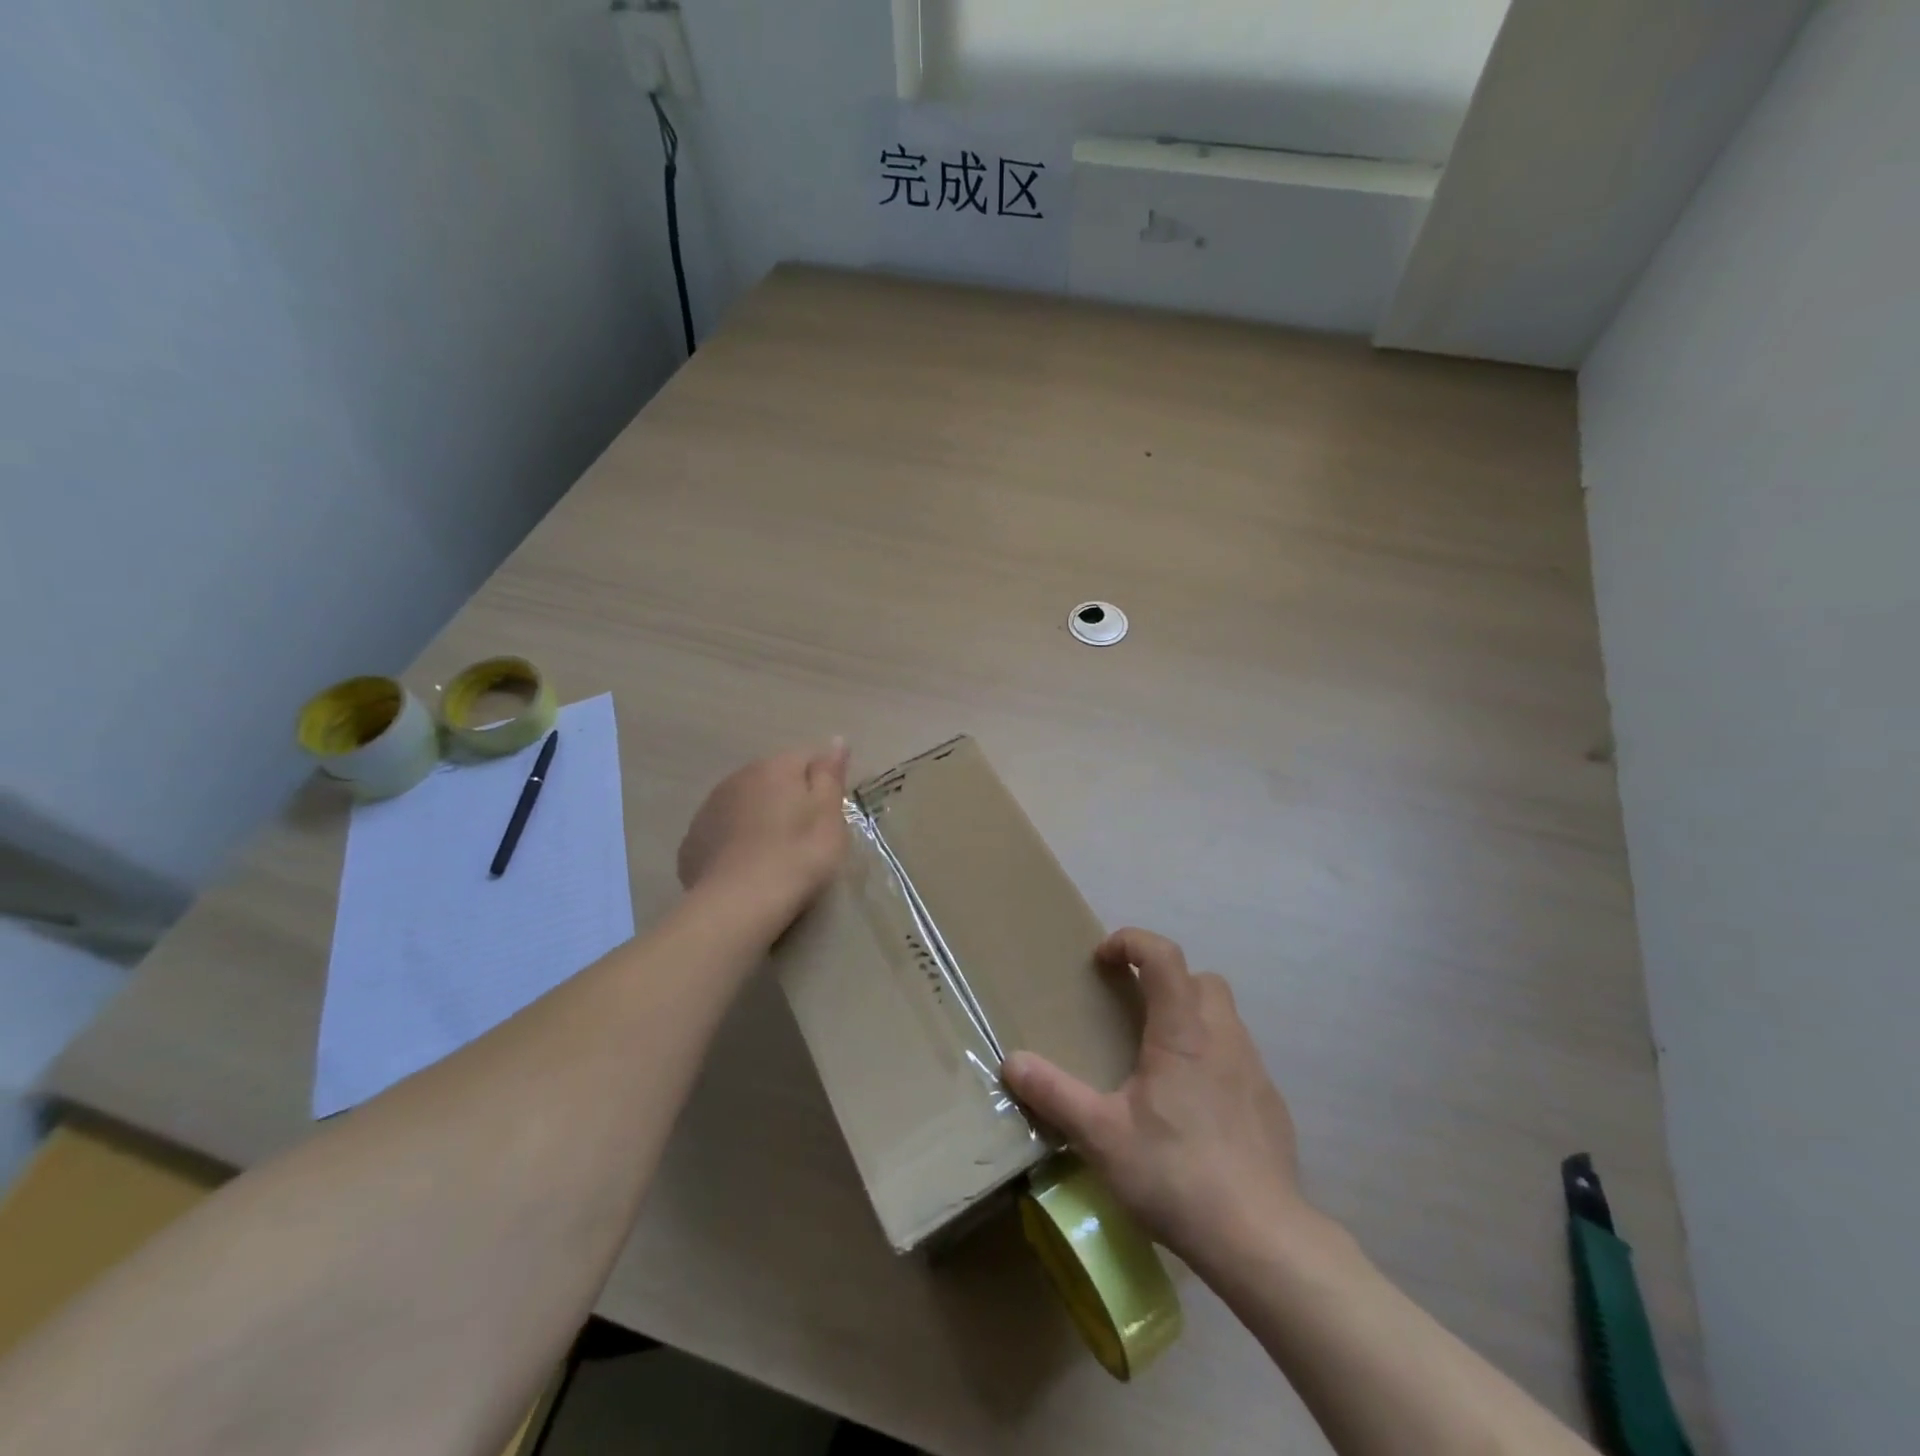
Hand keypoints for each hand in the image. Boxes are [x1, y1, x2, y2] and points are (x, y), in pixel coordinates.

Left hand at [676, 739, 851, 919]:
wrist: (739, 903)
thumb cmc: (798, 855)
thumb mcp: (828, 815)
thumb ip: (830, 775)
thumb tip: (836, 740)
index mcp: (775, 768)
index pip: (806, 759)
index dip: (821, 784)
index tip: (828, 814)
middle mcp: (737, 778)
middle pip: (772, 780)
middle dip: (787, 800)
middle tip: (804, 837)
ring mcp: (709, 809)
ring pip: (744, 805)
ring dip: (758, 819)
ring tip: (774, 855)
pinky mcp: (692, 842)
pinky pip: (722, 832)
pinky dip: (734, 842)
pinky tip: (746, 868)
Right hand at [1003, 928, 1312, 1270]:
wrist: (1261, 1240)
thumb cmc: (1176, 1174)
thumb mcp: (1101, 1136)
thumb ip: (1055, 1094)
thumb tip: (1011, 1061)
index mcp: (1183, 1031)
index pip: (1163, 955)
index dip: (1132, 941)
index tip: (1104, 960)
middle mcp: (1223, 1036)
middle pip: (1200, 978)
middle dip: (1165, 978)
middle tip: (1132, 1008)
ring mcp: (1254, 1069)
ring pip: (1223, 1016)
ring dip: (1190, 1016)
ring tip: (1158, 1058)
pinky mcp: (1271, 1103)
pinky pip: (1238, 1056)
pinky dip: (1213, 1057)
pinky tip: (1194, 1104)